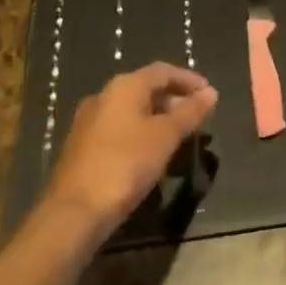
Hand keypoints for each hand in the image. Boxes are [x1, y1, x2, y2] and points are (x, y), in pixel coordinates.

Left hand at [40, 63, 217, 237]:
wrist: (73, 213)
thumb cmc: (125, 164)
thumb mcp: (165, 137)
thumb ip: (190, 112)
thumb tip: (211, 92)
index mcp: (124, 86)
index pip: (163, 71)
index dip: (188, 79)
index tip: (209, 94)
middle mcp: (104, 96)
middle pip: (145, 88)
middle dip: (173, 100)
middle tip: (195, 117)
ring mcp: (88, 122)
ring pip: (131, 110)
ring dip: (157, 118)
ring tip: (177, 137)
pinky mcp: (81, 147)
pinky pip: (119, 129)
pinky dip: (140, 133)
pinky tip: (150, 154)